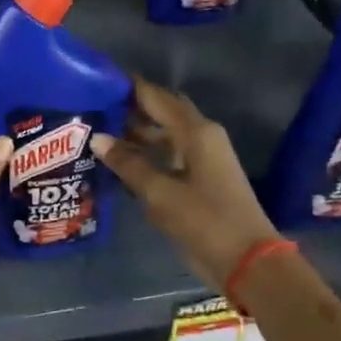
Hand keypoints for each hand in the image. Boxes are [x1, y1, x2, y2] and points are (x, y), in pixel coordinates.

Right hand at [93, 77, 278, 289]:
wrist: (247, 261)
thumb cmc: (205, 220)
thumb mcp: (160, 192)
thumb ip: (128, 163)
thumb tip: (97, 138)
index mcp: (196, 132)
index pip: (157, 97)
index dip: (130, 87)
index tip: (99, 80)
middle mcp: (201, 138)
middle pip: (161, 113)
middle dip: (130, 108)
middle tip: (93, 106)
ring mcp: (202, 160)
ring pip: (163, 136)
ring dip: (135, 134)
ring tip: (98, 133)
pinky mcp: (199, 180)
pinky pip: (167, 156)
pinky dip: (145, 155)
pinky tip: (118, 163)